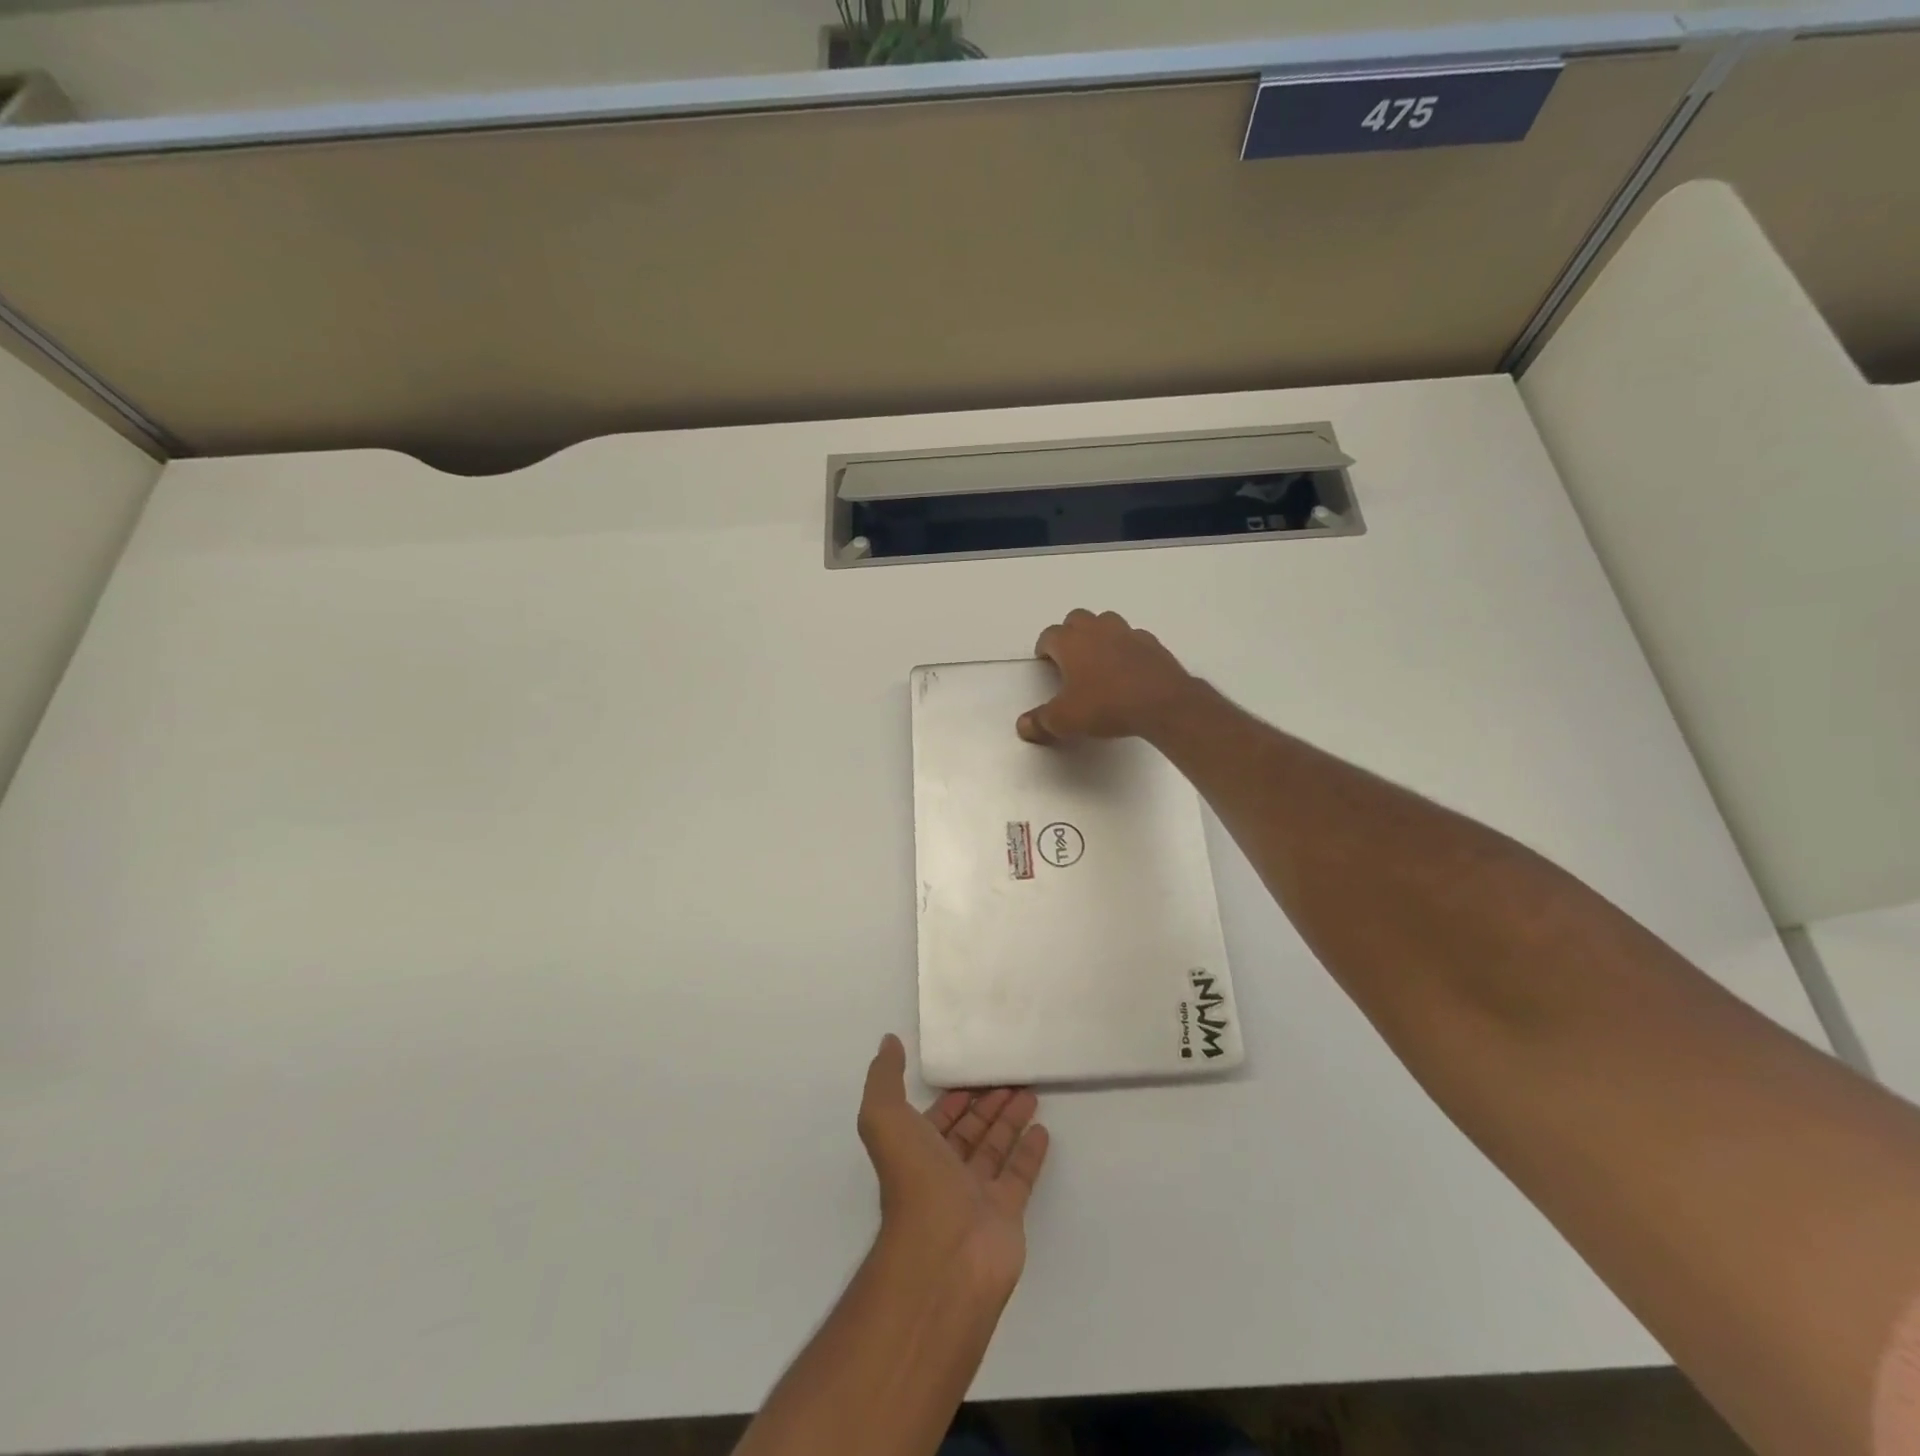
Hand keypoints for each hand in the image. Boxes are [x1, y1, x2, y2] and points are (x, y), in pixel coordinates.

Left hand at [857, 1035, 1049, 1303]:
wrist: (944, 1254)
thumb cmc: (914, 1181)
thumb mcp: (885, 1119)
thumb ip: (885, 1078)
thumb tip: (888, 1042)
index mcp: (916, 1151)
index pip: (936, 1119)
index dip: (951, 1099)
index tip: (970, 1076)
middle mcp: (944, 1171)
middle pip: (969, 1131)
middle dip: (985, 1105)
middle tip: (1009, 1078)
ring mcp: (976, 1194)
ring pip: (995, 1148)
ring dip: (1010, 1121)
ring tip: (1030, 1092)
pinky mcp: (1006, 1211)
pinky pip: (1020, 1174)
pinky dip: (1030, 1152)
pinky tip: (1042, 1129)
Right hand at [1016, 609, 1197, 745]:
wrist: (1162, 703)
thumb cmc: (1106, 706)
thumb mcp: (1065, 721)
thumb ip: (1040, 722)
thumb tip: (1022, 726)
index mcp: (1070, 642)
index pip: (1049, 635)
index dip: (1044, 648)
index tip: (1044, 662)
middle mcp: (1097, 630)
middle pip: (1076, 619)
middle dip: (1070, 634)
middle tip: (1069, 658)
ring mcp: (1127, 633)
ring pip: (1106, 622)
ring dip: (1098, 635)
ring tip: (1098, 660)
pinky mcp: (1152, 644)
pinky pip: (1133, 638)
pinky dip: (1126, 648)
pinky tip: (1127, 669)